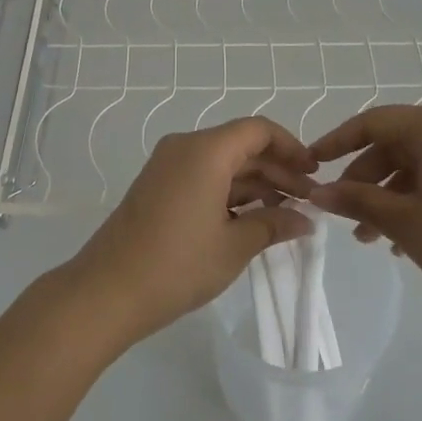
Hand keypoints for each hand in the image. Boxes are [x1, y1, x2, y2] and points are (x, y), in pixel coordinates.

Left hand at [63, 118, 318, 347]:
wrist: (107, 290)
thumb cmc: (177, 264)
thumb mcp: (234, 246)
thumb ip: (273, 225)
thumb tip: (305, 220)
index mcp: (205, 150)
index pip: (258, 130)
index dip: (290, 147)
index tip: (313, 173)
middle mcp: (185, 147)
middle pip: (241, 145)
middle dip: (277, 170)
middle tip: (308, 202)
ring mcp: (167, 166)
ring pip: (223, 162)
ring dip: (255, 183)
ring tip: (286, 214)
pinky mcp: (158, 186)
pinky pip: (203, 176)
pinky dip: (230, 191)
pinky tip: (252, 218)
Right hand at [306, 105, 421, 319]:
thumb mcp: (404, 222)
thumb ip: (356, 200)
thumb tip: (316, 193)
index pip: (374, 122)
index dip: (337, 142)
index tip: (311, 164)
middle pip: (397, 144)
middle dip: (365, 180)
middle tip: (343, 214)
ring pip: (419, 165)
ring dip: (389, 196)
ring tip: (370, 238)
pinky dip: (418, 200)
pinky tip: (403, 240)